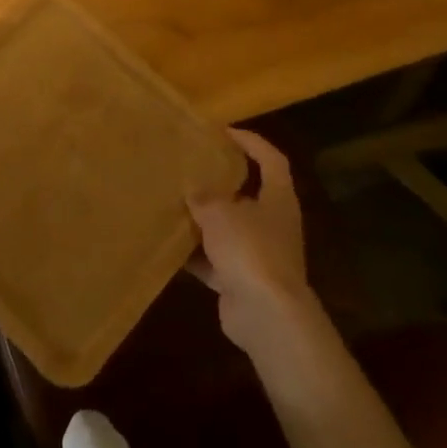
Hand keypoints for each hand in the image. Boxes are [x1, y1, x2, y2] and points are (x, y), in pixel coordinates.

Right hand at [189, 129, 314, 356]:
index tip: (223, 132)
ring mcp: (259, 255)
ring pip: (228, 229)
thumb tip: (192, 188)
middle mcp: (273, 224)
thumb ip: (203, 196)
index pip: (271, 160)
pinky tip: (168, 245)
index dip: (251, 142)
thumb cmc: (250, 249)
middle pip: (248, 194)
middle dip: (220, 182)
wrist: (266, 315)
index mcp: (277, 199)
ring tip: (173, 203)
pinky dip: (195, 255)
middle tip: (191, 167)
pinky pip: (215, 260)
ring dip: (204, 220)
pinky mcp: (242, 281)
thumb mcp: (219, 212)